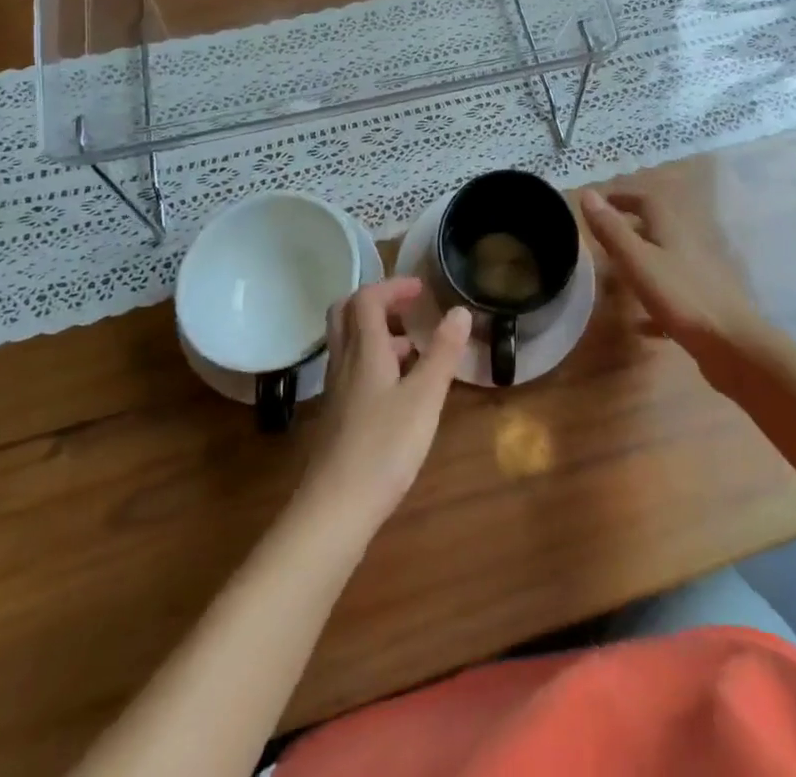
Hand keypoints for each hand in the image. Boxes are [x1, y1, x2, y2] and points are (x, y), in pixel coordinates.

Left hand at [298, 278, 470, 533]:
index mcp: (364, 350)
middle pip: (347, 313)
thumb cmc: (384, 447)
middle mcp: (345, 362)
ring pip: (349, 342)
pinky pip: (353, 369)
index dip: (393, 286)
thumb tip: (459, 310)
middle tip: (409, 309)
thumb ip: (443, 353)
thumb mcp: (424, 398)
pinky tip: (400, 388)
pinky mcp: (338, 415)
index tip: (422, 290)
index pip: (367, 298)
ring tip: (414, 348)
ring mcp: (337, 390)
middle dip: (378, 301)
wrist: (335, 509)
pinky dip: (375, 360)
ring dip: (378, 332)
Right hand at [580, 188, 771, 362]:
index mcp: (671, 230)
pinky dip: (654, 302)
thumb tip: (587, 193)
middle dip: (632, 229)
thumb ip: (612, 230)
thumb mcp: (637, 261)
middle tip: (605, 237)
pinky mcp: (702, 305)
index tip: (602, 201)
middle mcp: (687, 246)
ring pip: (665, 261)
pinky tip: (639, 324)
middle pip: (658, 229)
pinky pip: (672, 297)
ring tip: (617, 275)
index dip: (624, 197)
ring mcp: (698, 276)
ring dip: (643, 263)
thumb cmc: (680, 296)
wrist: (732, 345)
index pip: (646, 201)